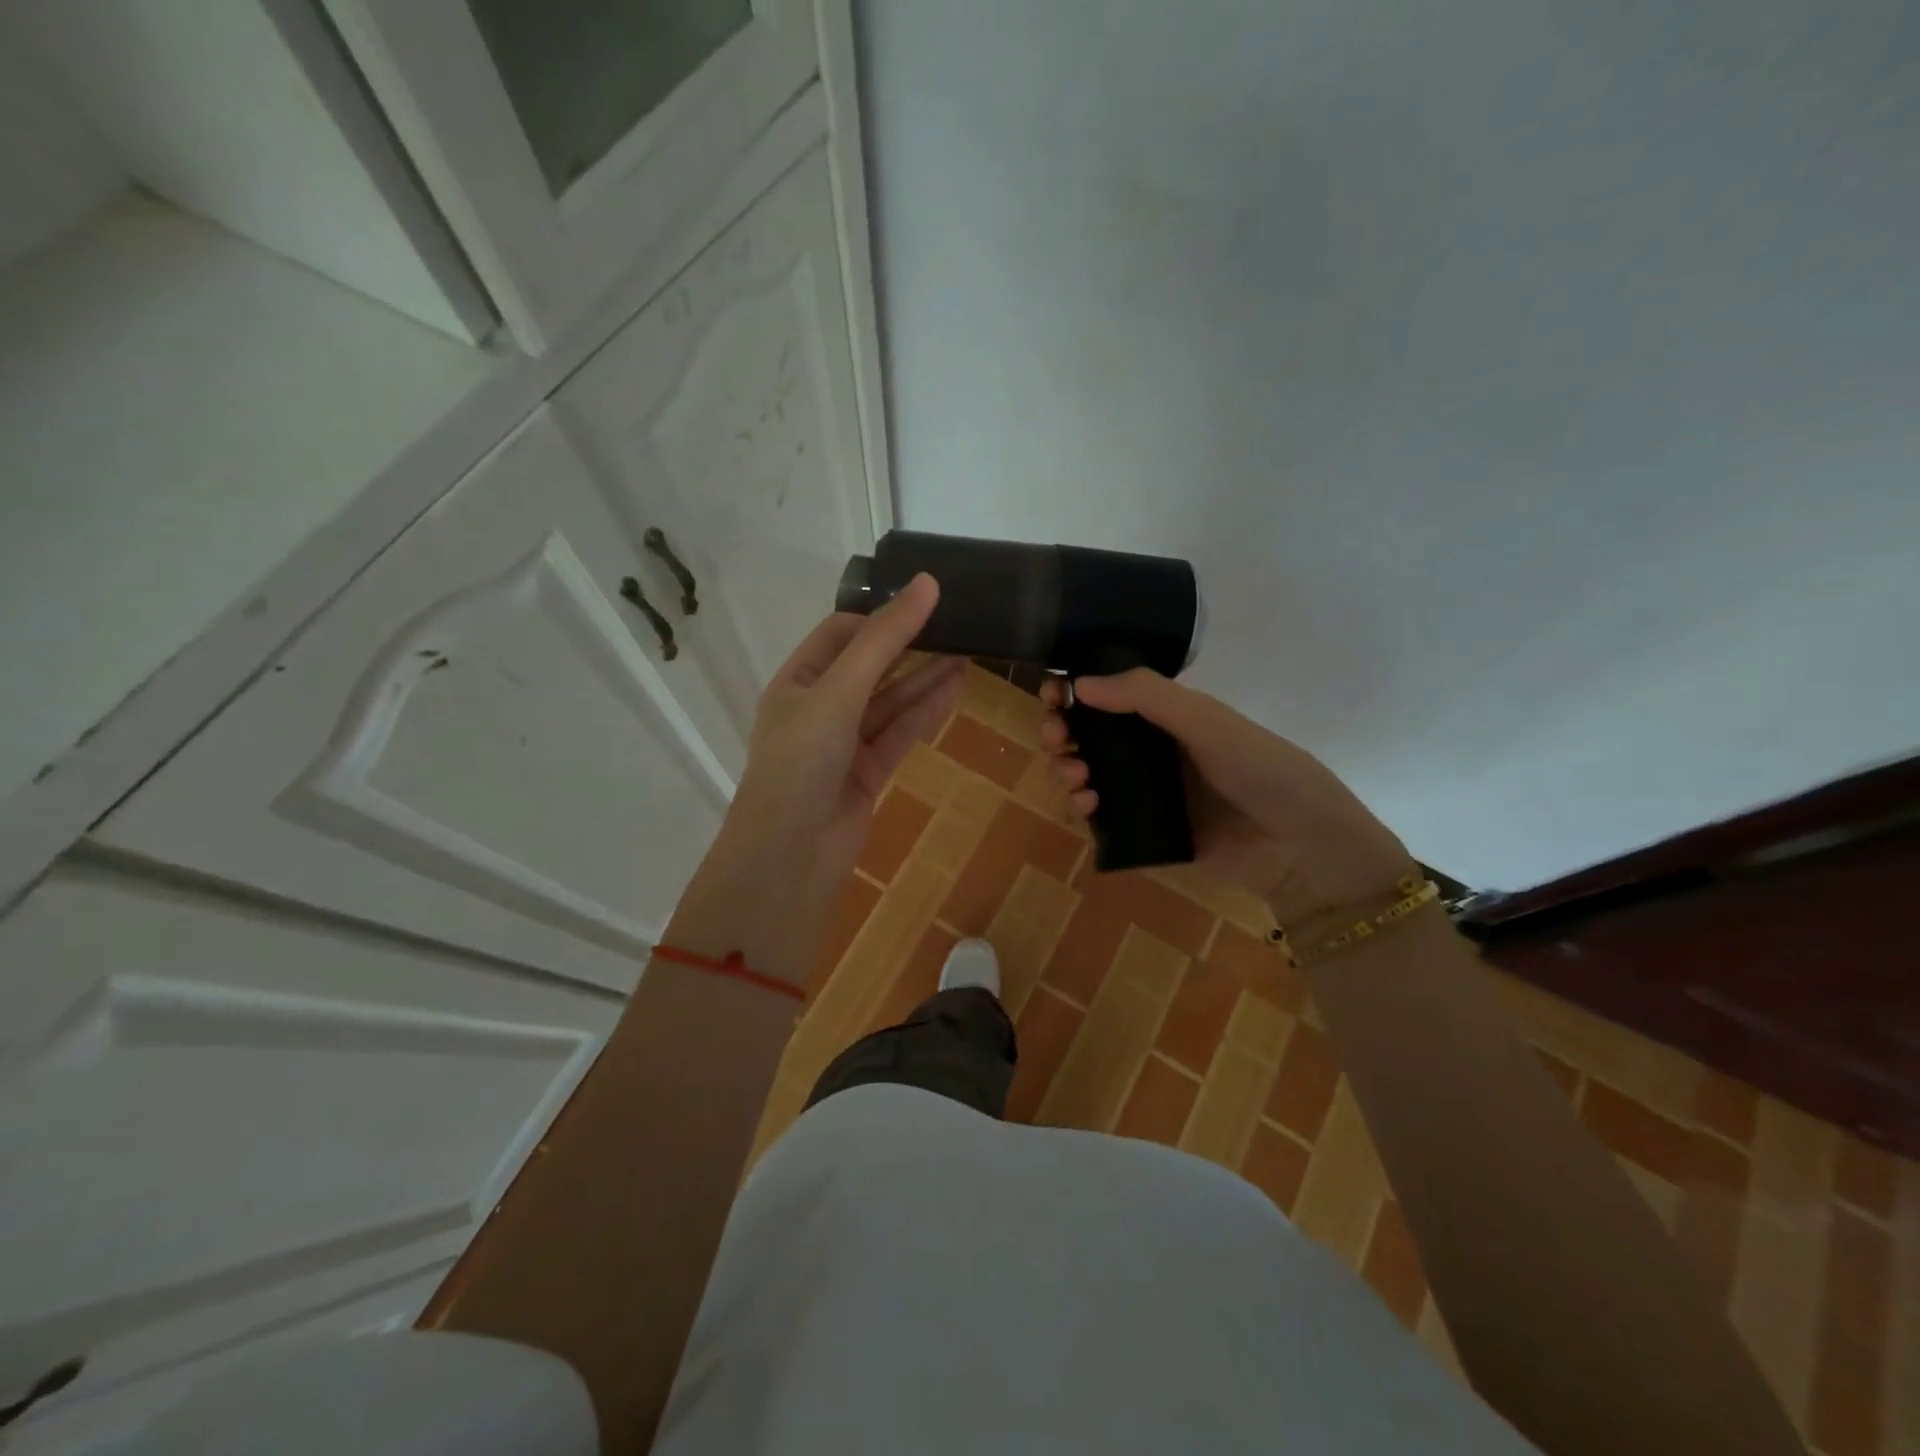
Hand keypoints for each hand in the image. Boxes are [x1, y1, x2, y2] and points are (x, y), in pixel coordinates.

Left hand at [670, 574, 962, 983]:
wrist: (791, 856)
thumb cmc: (802, 761)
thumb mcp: (840, 691)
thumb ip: (884, 639)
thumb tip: (927, 583)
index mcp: (796, 682)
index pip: (839, 634)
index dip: (879, 615)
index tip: (924, 601)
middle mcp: (818, 708)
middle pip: (869, 666)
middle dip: (908, 645)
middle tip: (956, 623)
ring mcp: (844, 743)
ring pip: (890, 702)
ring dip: (925, 678)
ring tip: (968, 651)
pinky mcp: (868, 773)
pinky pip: (900, 733)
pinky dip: (926, 712)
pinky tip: (956, 688)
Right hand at [1040, 669, 1411, 925]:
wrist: (1299, 846)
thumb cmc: (1260, 769)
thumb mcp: (1207, 721)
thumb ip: (1146, 696)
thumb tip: (1079, 682)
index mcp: (1167, 718)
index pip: (1108, 697)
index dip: (1075, 692)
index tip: (1053, 694)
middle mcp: (1150, 752)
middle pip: (1087, 736)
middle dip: (1062, 731)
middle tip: (1055, 735)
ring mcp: (1144, 794)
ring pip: (1085, 775)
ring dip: (1066, 768)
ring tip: (1076, 776)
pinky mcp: (1142, 834)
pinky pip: (1098, 818)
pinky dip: (1081, 808)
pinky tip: (1087, 805)